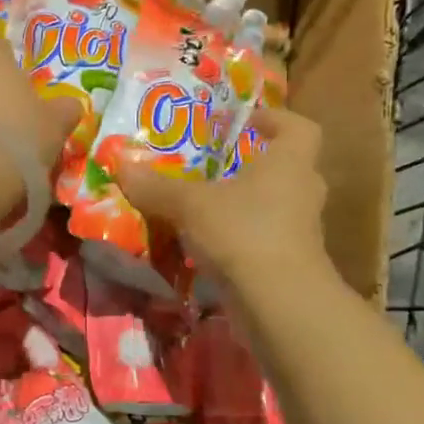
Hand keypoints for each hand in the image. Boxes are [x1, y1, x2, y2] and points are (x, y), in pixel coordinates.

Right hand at [114, 106, 329, 284]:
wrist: (280, 304)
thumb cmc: (243, 232)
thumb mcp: (190, 205)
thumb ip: (156, 186)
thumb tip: (120, 164)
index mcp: (289, 163)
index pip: (299, 128)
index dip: (276, 119)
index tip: (246, 121)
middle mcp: (302, 191)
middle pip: (286, 167)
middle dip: (254, 165)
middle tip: (217, 164)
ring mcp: (301, 231)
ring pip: (275, 206)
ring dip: (246, 204)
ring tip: (205, 205)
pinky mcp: (291, 264)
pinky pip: (265, 238)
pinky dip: (242, 238)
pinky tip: (208, 245)